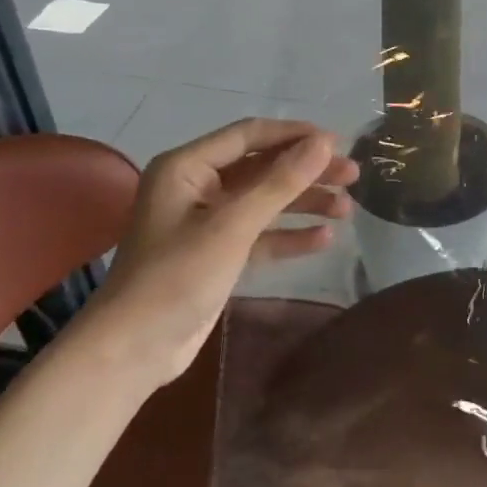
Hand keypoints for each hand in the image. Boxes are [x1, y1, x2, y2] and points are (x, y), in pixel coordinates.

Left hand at [72, 119, 358, 391]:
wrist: (134, 350)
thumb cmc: (178, 275)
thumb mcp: (233, 225)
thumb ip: (281, 182)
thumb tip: (325, 143)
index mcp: (187, 167)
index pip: (250, 136)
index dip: (295, 136)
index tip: (339, 143)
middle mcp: (197, 187)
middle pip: (263, 167)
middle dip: (307, 172)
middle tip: (353, 176)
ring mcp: (208, 222)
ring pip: (265, 201)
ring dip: (304, 203)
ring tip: (347, 209)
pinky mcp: (218, 254)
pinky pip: (261, 234)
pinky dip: (290, 235)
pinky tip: (324, 239)